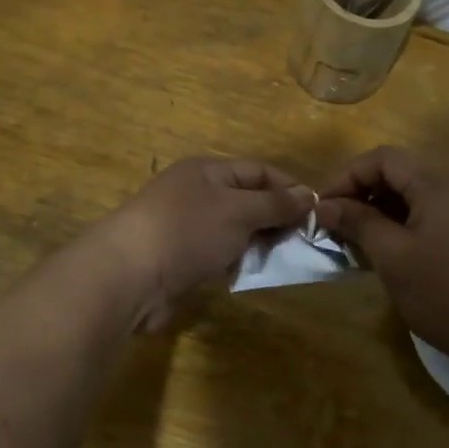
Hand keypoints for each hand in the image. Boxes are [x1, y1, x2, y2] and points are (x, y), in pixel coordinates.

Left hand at [97, 158, 312, 329]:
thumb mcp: (239, 210)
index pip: (258, 171)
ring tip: (288, 260)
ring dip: (260, 244)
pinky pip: (220, 255)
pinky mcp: (182, 260)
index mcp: (207, 171)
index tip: (318, 211)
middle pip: (248, 201)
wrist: (130, 276)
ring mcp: (188, 228)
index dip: (289, 188)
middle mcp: (197, 194)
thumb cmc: (188, 230)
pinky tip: (256, 274)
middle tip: (309, 241)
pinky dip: (238, 263)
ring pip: (235, 231)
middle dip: (277, 219)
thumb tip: (308, 195)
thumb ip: (275, 204)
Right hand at [316, 146, 448, 371]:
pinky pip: (437, 206)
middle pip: (401, 169)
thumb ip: (357, 222)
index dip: (346, 177)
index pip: (382, 158)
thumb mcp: (392, 257)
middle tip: (337, 222)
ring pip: (418, 189)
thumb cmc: (446, 294)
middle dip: (364, 191)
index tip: (320, 207)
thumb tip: (324, 206)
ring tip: (359, 236)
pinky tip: (393, 245)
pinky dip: (409, 217)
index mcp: (438, 179)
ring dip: (385, 205)